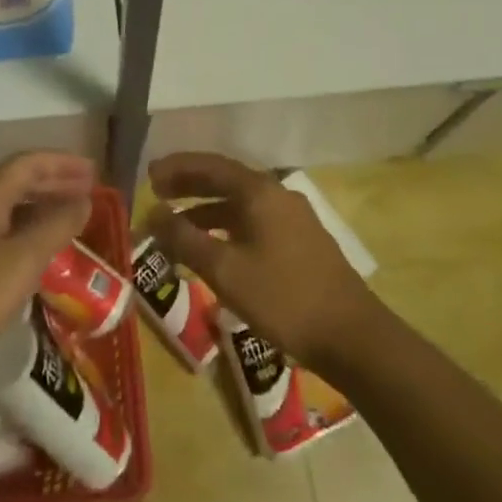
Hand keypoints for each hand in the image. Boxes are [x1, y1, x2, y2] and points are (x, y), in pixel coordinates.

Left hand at [0, 152, 94, 384]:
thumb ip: (56, 226)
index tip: (93, 171)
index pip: (27, 164)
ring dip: (41, 209)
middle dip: (54, 183)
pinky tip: (39, 256)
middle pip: (17, 183)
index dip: (61, 162)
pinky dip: (27, 234)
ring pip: (9, 210)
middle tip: (88, 191)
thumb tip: (85, 200)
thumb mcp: (23, 259)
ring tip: (70, 219)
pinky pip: (1, 235)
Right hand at [146, 152, 380, 373]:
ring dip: (207, 209)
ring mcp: (293, 217)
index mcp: (259, 191)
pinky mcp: (301, 242)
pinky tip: (216, 250)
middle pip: (225, 180)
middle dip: (189, 185)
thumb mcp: (225, 271)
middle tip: (158, 192)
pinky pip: (254, 221)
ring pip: (240, 203)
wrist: (353, 337)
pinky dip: (227, 227)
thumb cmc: (284, 299)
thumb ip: (185, 240)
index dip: (177, 168)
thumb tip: (153, 214)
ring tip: (178, 225)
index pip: (210, 165)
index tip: (149, 175)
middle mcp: (276, 194)